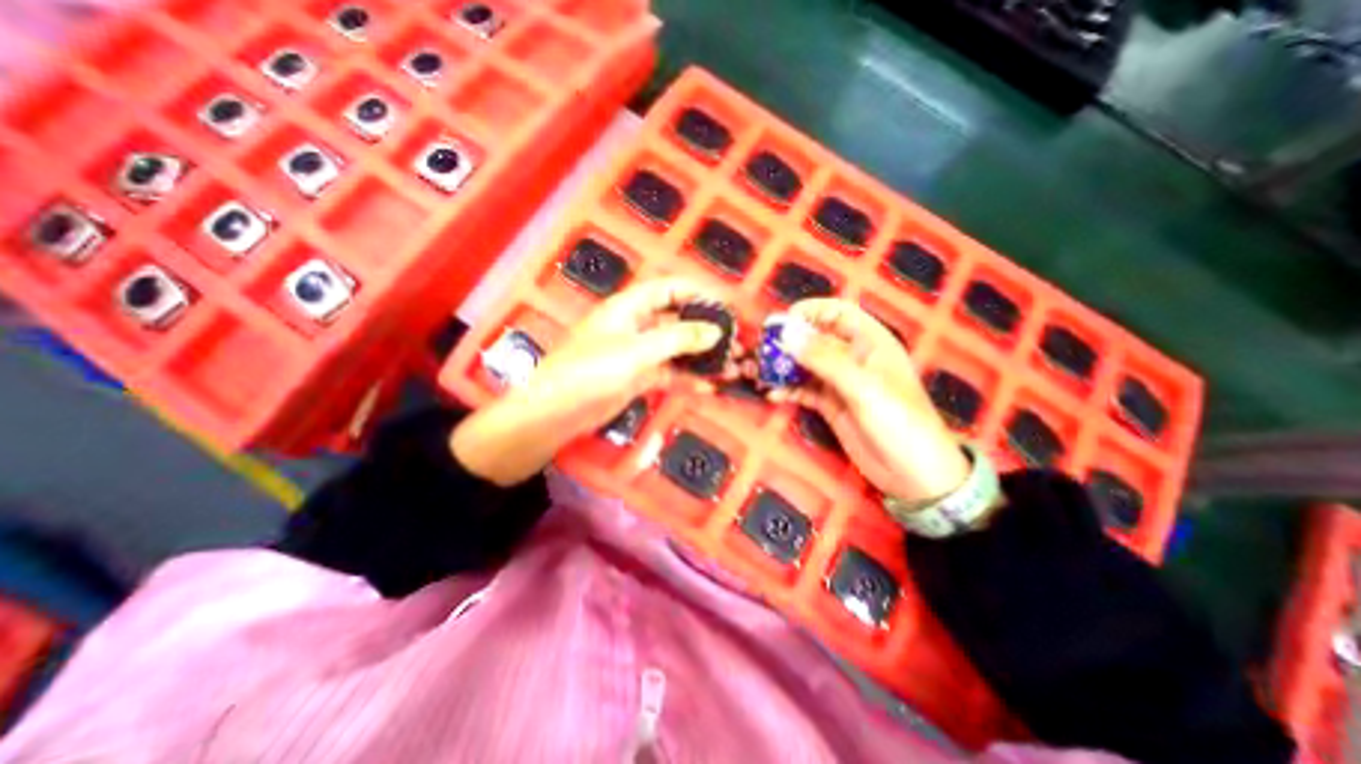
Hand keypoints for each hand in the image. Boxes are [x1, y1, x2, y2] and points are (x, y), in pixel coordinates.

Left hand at [451, 278, 729, 486]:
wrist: (556, 413)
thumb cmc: (591, 371)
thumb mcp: (637, 351)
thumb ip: (678, 339)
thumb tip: (715, 331)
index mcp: (630, 307)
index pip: (669, 289)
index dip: (698, 293)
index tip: (726, 306)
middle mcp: (636, 325)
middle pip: (677, 320)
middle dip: (706, 330)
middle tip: (735, 342)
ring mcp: (638, 353)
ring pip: (676, 349)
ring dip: (701, 357)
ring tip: (731, 366)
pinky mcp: (638, 377)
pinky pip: (669, 373)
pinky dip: (687, 378)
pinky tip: (709, 386)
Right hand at [770, 299, 972, 506]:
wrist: (914, 475)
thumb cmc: (900, 423)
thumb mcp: (863, 387)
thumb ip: (825, 359)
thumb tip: (787, 334)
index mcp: (871, 342)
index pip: (838, 312)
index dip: (810, 311)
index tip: (783, 323)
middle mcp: (853, 357)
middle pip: (815, 338)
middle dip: (788, 341)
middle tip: (762, 350)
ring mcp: (840, 382)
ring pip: (805, 365)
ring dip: (783, 367)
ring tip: (759, 373)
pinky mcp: (830, 405)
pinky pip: (804, 390)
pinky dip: (787, 390)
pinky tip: (773, 394)